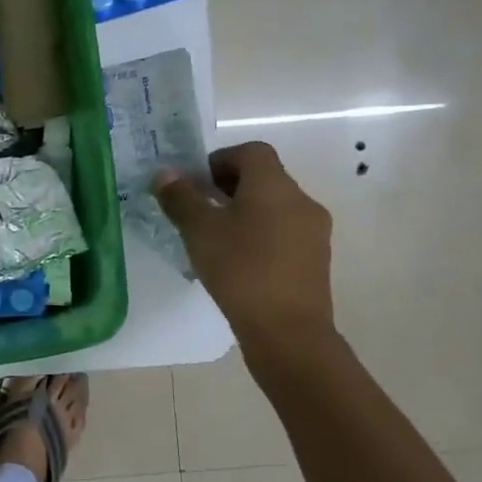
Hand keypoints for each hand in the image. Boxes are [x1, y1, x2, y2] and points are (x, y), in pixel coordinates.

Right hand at [152, 142, 336, 360]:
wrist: (288, 331)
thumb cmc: (240, 270)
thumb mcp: (199, 231)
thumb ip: (181, 198)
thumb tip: (166, 173)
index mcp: (274, 185)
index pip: (251, 151)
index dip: (220, 159)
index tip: (196, 184)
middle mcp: (301, 200)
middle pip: (264, 178)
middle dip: (229, 188)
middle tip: (199, 211)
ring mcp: (313, 231)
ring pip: (274, 207)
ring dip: (245, 213)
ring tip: (216, 240)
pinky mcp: (315, 260)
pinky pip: (284, 233)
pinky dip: (261, 236)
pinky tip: (239, 264)